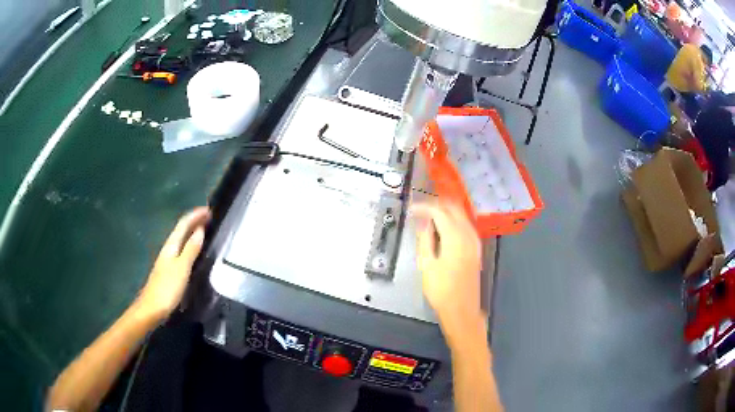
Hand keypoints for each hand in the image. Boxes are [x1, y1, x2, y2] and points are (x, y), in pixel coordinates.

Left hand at [136, 207, 209, 321]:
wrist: (152, 308)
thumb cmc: (167, 288)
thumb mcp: (182, 268)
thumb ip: (191, 249)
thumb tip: (200, 230)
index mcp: (171, 246)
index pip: (183, 224)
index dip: (195, 215)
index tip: (209, 209)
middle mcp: (168, 249)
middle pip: (181, 229)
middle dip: (194, 221)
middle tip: (210, 217)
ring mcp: (167, 259)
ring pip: (181, 239)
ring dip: (192, 232)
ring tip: (205, 229)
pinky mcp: (169, 270)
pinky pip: (181, 250)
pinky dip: (190, 244)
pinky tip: (194, 250)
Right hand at [411, 202, 483, 337]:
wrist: (462, 309)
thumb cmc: (441, 290)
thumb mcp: (426, 265)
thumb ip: (425, 240)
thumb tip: (423, 222)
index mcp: (455, 237)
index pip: (439, 212)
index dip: (424, 207)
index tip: (411, 209)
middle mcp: (468, 235)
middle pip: (454, 209)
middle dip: (437, 205)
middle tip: (420, 210)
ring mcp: (475, 242)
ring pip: (462, 216)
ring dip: (446, 212)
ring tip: (429, 217)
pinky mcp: (476, 249)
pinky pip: (466, 225)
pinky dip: (454, 221)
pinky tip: (444, 229)